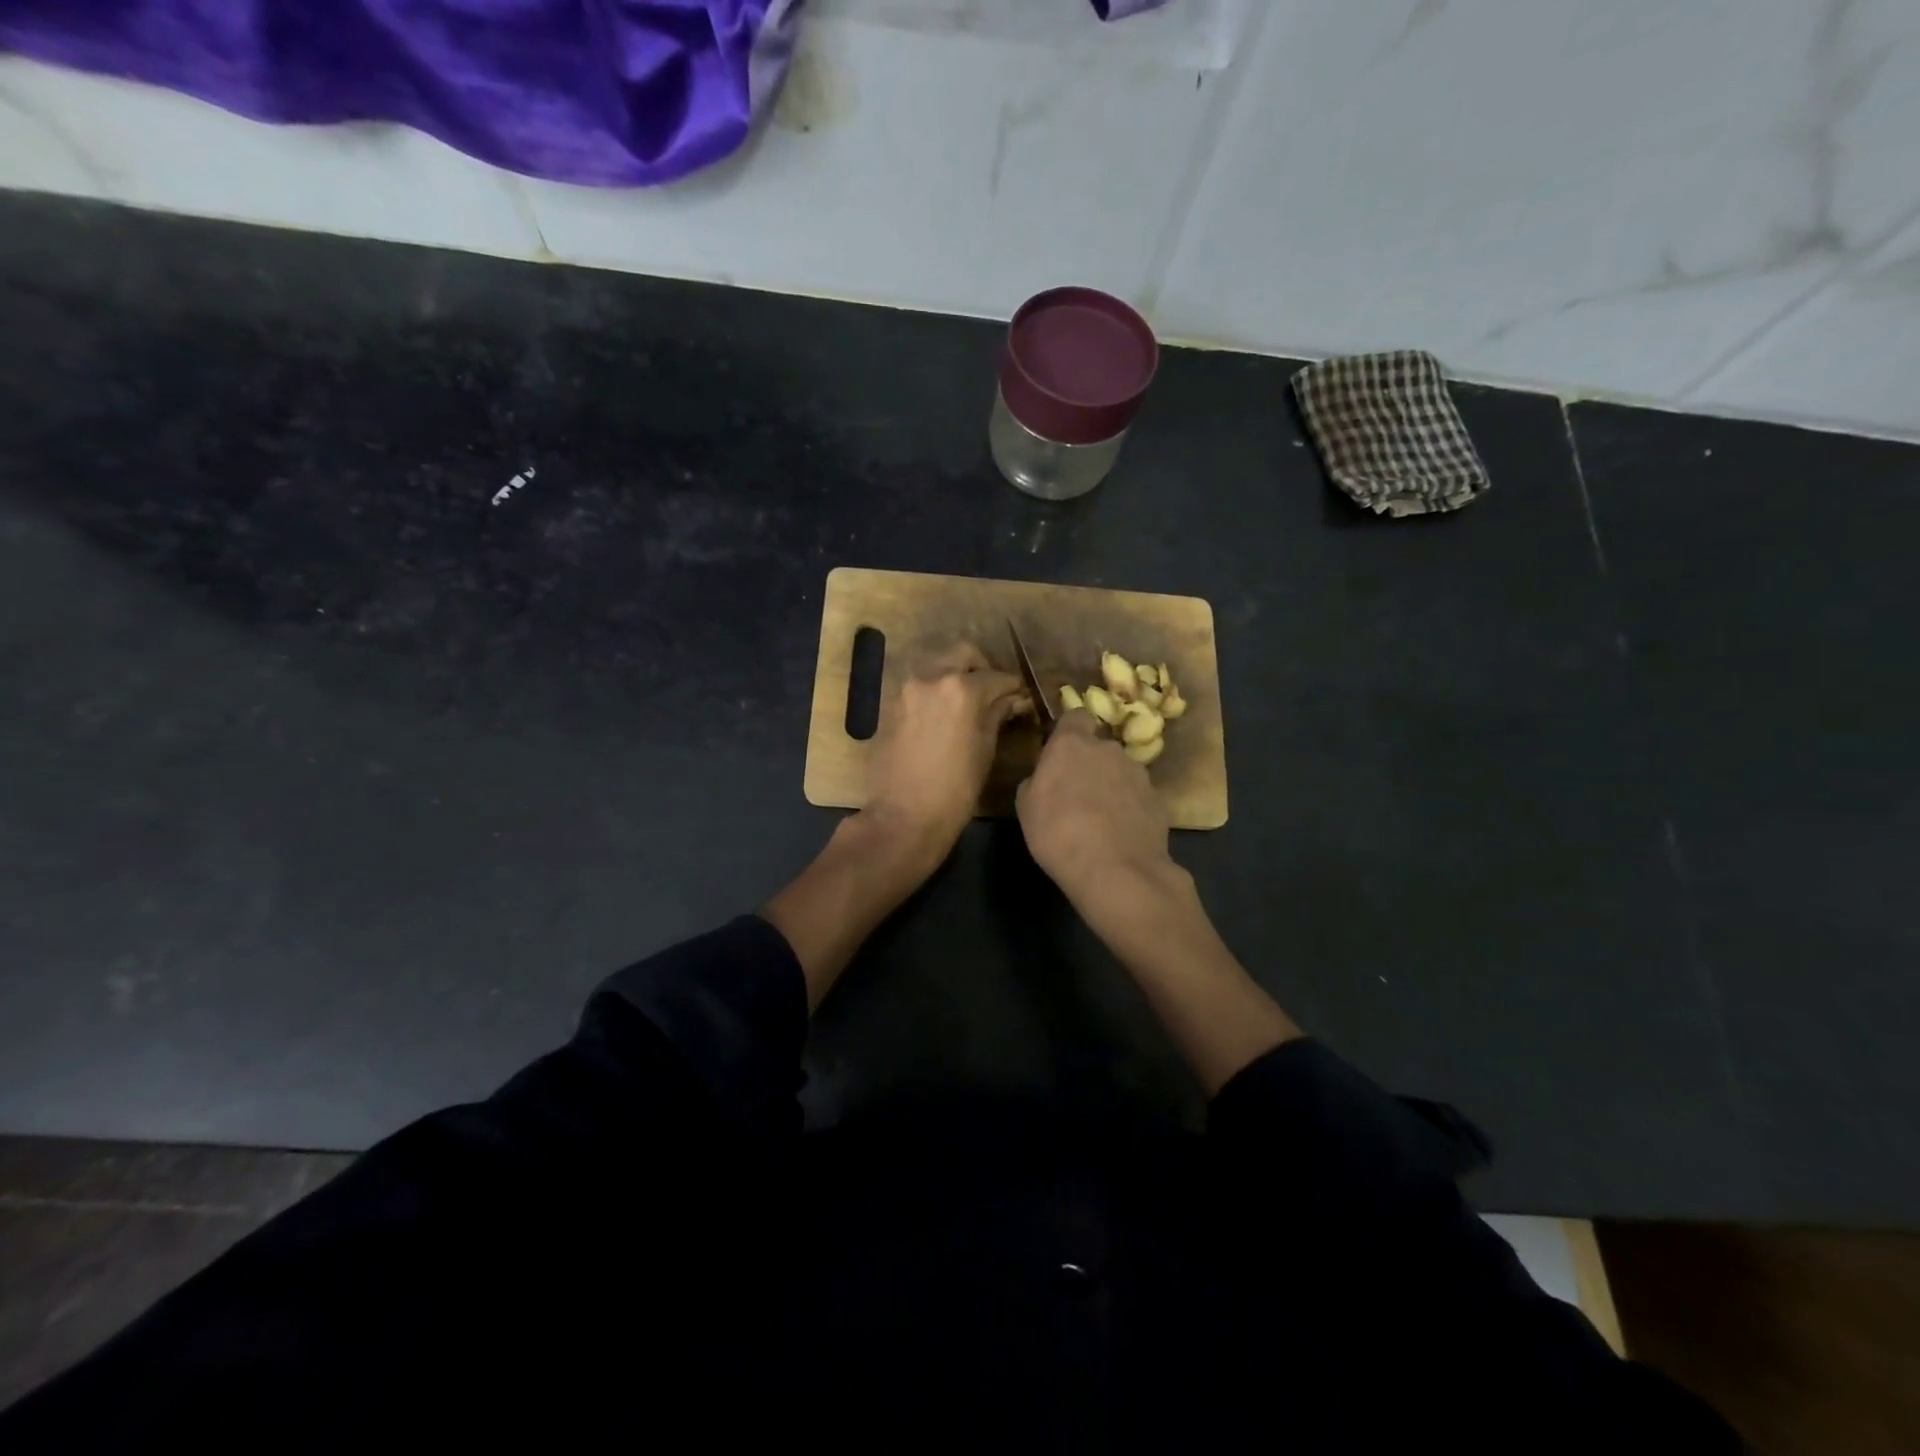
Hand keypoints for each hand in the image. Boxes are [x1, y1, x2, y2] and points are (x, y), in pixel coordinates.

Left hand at [863, 643, 1027, 867]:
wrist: (903, 816)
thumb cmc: (955, 789)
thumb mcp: (985, 750)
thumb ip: (997, 715)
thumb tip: (1012, 700)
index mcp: (961, 688)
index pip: (997, 676)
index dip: (1013, 687)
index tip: (1020, 697)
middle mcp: (931, 678)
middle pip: (963, 655)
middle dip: (982, 668)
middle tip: (993, 692)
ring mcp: (906, 689)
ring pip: (937, 665)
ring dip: (955, 675)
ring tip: (968, 702)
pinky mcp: (890, 704)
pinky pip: (919, 684)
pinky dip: (935, 690)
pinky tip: (944, 714)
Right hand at [1016, 709, 1171, 907]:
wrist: (1116, 871)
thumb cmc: (1058, 834)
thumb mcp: (1026, 808)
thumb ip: (1036, 782)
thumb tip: (1044, 778)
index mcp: (1072, 744)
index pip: (1075, 717)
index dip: (1068, 732)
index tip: (1059, 754)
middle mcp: (1108, 749)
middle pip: (1098, 747)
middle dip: (1089, 764)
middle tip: (1075, 795)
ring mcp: (1138, 774)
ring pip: (1120, 772)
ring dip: (1110, 787)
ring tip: (1100, 821)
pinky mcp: (1158, 800)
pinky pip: (1137, 797)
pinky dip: (1129, 809)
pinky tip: (1120, 835)